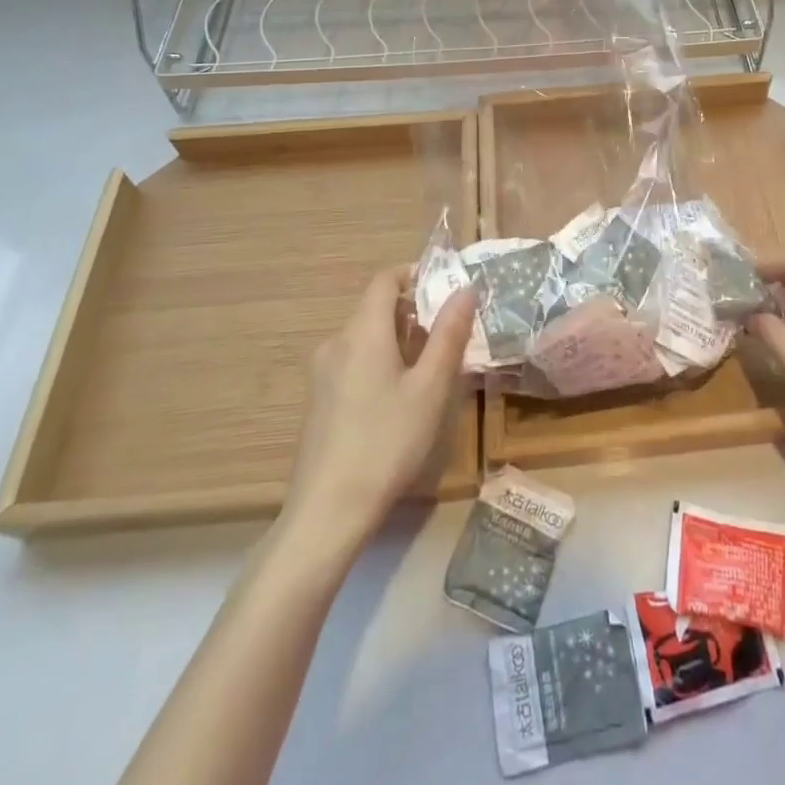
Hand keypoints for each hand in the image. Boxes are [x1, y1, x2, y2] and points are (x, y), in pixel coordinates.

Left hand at [280, 265, 476, 556]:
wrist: (328, 510)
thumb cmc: (387, 441)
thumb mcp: (430, 388)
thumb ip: (449, 334)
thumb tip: (465, 290)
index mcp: (362, 332)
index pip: (385, 279)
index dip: (415, 274)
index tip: (446, 289)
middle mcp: (336, 342)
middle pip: (375, 307)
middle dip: (414, 310)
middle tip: (449, 333)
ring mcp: (322, 372)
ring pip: (366, 336)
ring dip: (399, 338)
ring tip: (431, 367)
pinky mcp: (319, 399)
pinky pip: (354, 360)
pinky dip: (381, 360)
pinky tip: (400, 396)